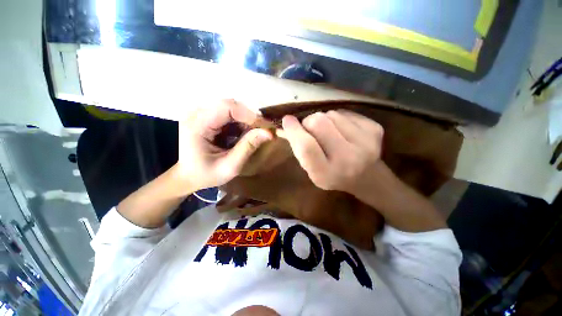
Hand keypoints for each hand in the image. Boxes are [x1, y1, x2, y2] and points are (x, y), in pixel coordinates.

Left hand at [176, 99, 272, 191]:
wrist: (189, 176)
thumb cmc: (206, 175)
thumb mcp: (230, 166)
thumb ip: (248, 147)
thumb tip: (268, 133)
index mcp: (197, 126)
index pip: (226, 107)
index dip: (249, 115)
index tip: (265, 127)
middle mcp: (196, 114)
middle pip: (229, 105)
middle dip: (249, 117)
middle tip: (262, 131)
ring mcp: (200, 114)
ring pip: (231, 109)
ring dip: (245, 121)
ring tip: (254, 135)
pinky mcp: (205, 117)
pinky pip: (228, 115)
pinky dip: (240, 123)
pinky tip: (243, 135)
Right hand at [281, 110, 383, 194]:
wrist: (366, 177)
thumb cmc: (333, 175)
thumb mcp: (312, 170)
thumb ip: (298, 149)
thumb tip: (283, 126)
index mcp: (327, 174)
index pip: (306, 146)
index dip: (294, 130)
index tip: (287, 119)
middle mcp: (348, 159)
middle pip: (319, 123)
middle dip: (309, 122)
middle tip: (310, 129)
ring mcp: (366, 142)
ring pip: (331, 114)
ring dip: (324, 120)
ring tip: (329, 132)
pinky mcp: (375, 129)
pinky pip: (345, 112)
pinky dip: (338, 118)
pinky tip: (342, 131)